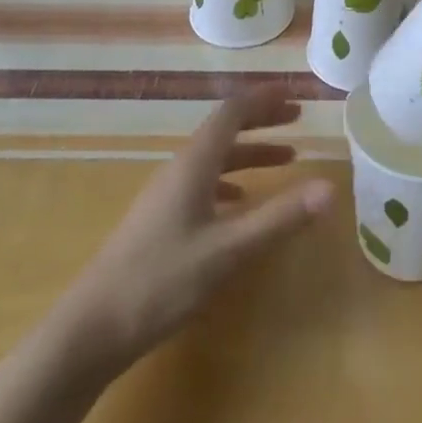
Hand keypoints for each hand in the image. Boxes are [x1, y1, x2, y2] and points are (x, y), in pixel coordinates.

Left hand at [52, 91, 331, 375]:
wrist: (91, 329)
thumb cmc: (161, 281)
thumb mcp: (228, 250)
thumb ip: (279, 218)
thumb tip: (330, 188)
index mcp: (195, 163)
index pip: (232, 112)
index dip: (263, 99)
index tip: (294, 94)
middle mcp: (180, 169)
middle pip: (224, 130)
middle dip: (261, 120)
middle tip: (297, 119)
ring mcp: (166, 195)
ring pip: (215, 158)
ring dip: (250, 152)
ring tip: (285, 161)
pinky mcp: (160, 221)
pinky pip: (203, 183)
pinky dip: (231, 181)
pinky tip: (240, 204)